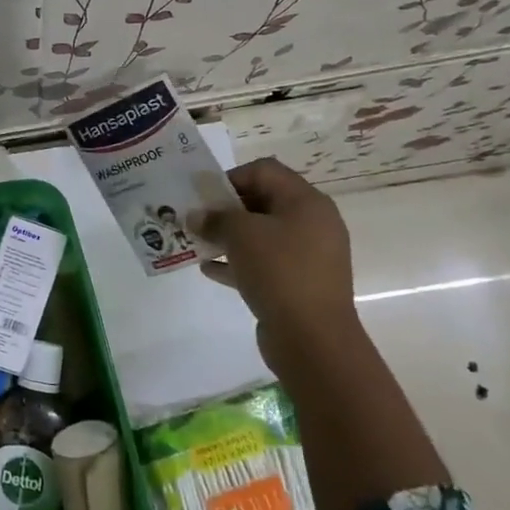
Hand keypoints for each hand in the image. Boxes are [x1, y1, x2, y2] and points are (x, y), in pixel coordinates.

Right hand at [192, 157, 356, 347]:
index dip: (231, 178)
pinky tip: (209, 269)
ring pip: (261, 235)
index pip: (264, 171)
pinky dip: (238, 262)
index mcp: (306, 202)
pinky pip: (264, 264)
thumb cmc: (279, 272)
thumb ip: (215, 218)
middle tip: (196, 220)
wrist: (313, 339)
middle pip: (262, 202)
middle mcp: (312, 224)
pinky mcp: (299, 284)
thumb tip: (197, 216)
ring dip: (228, 237)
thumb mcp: (240, 235)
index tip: (204, 197)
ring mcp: (308, 256)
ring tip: (198, 243)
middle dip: (226, 209)